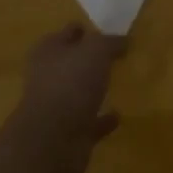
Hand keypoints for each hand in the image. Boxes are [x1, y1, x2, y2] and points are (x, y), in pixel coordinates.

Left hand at [10, 23, 125, 172]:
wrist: (53, 142)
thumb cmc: (70, 83)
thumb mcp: (96, 50)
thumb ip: (110, 42)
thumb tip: (124, 39)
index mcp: (49, 52)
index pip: (67, 33)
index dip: (83, 30)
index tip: (104, 30)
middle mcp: (48, 77)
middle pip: (71, 63)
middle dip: (88, 60)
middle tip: (114, 56)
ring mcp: (57, 108)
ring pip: (79, 93)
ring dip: (94, 90)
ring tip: (117, 83)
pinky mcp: (68, 135)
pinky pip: (89, 122)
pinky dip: (102, 120)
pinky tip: (118, 116)